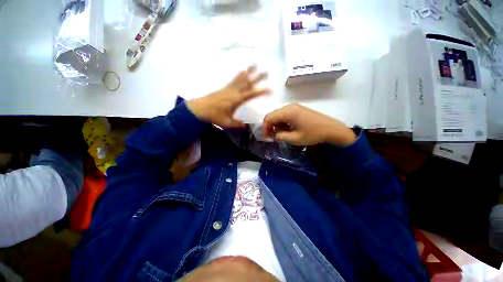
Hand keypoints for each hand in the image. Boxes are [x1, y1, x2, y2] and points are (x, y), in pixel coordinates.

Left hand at [187, 66, 269, 128]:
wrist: (199, 109)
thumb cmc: (214, 116)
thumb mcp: (227, 123)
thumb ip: (238, 124)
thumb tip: (246, 126)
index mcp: (236, 100)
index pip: (251, 94)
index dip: (261, 91)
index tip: (270, 89)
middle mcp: (234, 92)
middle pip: (248, 83)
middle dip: (258, 78)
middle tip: (266, 72)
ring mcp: (229, 89)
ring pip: (241, 79)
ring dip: (249, 72)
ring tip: (255, 65)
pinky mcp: (225, 88)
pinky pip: (234, 80)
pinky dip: (240, 75)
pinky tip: (242, 71)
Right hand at [262, 103, 356, 145]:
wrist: (332, 129)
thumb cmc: (313, 134)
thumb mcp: (295, 139)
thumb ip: (281, 137)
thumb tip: (274, 135)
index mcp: (287, 112)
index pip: (268, 118)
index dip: (265, 128)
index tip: (266, 138)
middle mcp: (289, 107)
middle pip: (273, 116)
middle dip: (271, 127)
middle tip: (274, 138)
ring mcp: (294, 107)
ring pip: (278, 115)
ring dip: (277, 125)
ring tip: (283, 135)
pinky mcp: (298, 110)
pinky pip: (285, 115)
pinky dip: (283, 123)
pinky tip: (289, 130)